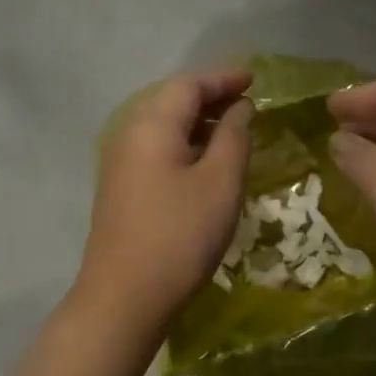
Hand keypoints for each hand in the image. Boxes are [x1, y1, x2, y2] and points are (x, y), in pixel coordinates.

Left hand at [79, 68, 253, 332]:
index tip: (255, 78)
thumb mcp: (220, 181)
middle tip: (248, 101)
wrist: (126, 296)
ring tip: (234, 128)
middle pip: (172, 100)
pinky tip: (206, 161)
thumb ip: (233, 136)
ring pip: (164, 126)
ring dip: (199, 121)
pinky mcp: (121, 188)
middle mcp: (129, 133)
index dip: (224, 78)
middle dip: (211, 96)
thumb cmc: (180, 234)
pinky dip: (186, 144)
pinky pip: (157, 149)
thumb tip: (239, 108)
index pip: (189, 84)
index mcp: (152, 124)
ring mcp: (120, 162)